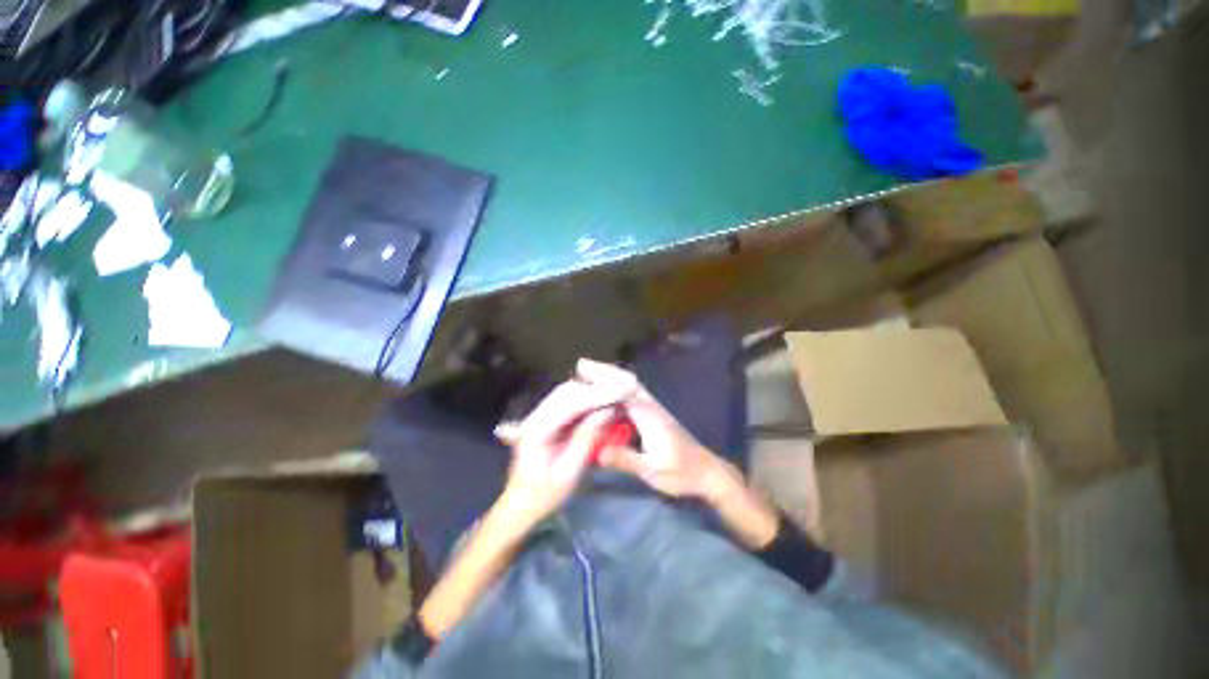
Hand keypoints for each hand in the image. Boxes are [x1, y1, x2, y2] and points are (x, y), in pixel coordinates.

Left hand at [494, 380, 621, 528]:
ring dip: (590, 392)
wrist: (519, 505)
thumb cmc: (543, 495)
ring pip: (567, 393)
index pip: (570, 403)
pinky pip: (566, 401)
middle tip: (620, 393)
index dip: (596, 396)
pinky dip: (585, 399)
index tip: (619, 394)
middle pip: (567, 391)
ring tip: (613, 396)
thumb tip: (607, 412)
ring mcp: (538, 416)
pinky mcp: (544, 418)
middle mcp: (535, 417)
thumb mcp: (568, 472)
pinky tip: (600, 404)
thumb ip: (586, 439)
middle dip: (595, 390)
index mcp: (537, 430)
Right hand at [576, 359, 732, 501]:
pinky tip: (608, 392)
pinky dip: (618, 387)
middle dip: (605, 371)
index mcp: (649, 415)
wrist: (707, 472)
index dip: (603, 381)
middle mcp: (651, 406)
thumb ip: (625, 459)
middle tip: (582, 364)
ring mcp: (654, 409)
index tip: (583, 373)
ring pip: (631, 385)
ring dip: (611, 376)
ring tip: (590, 372)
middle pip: (627, 381)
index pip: (623, 391)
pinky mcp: (654, 415)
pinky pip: (633, 394)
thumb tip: (596, 451)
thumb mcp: (652, 470)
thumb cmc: (681, 472)